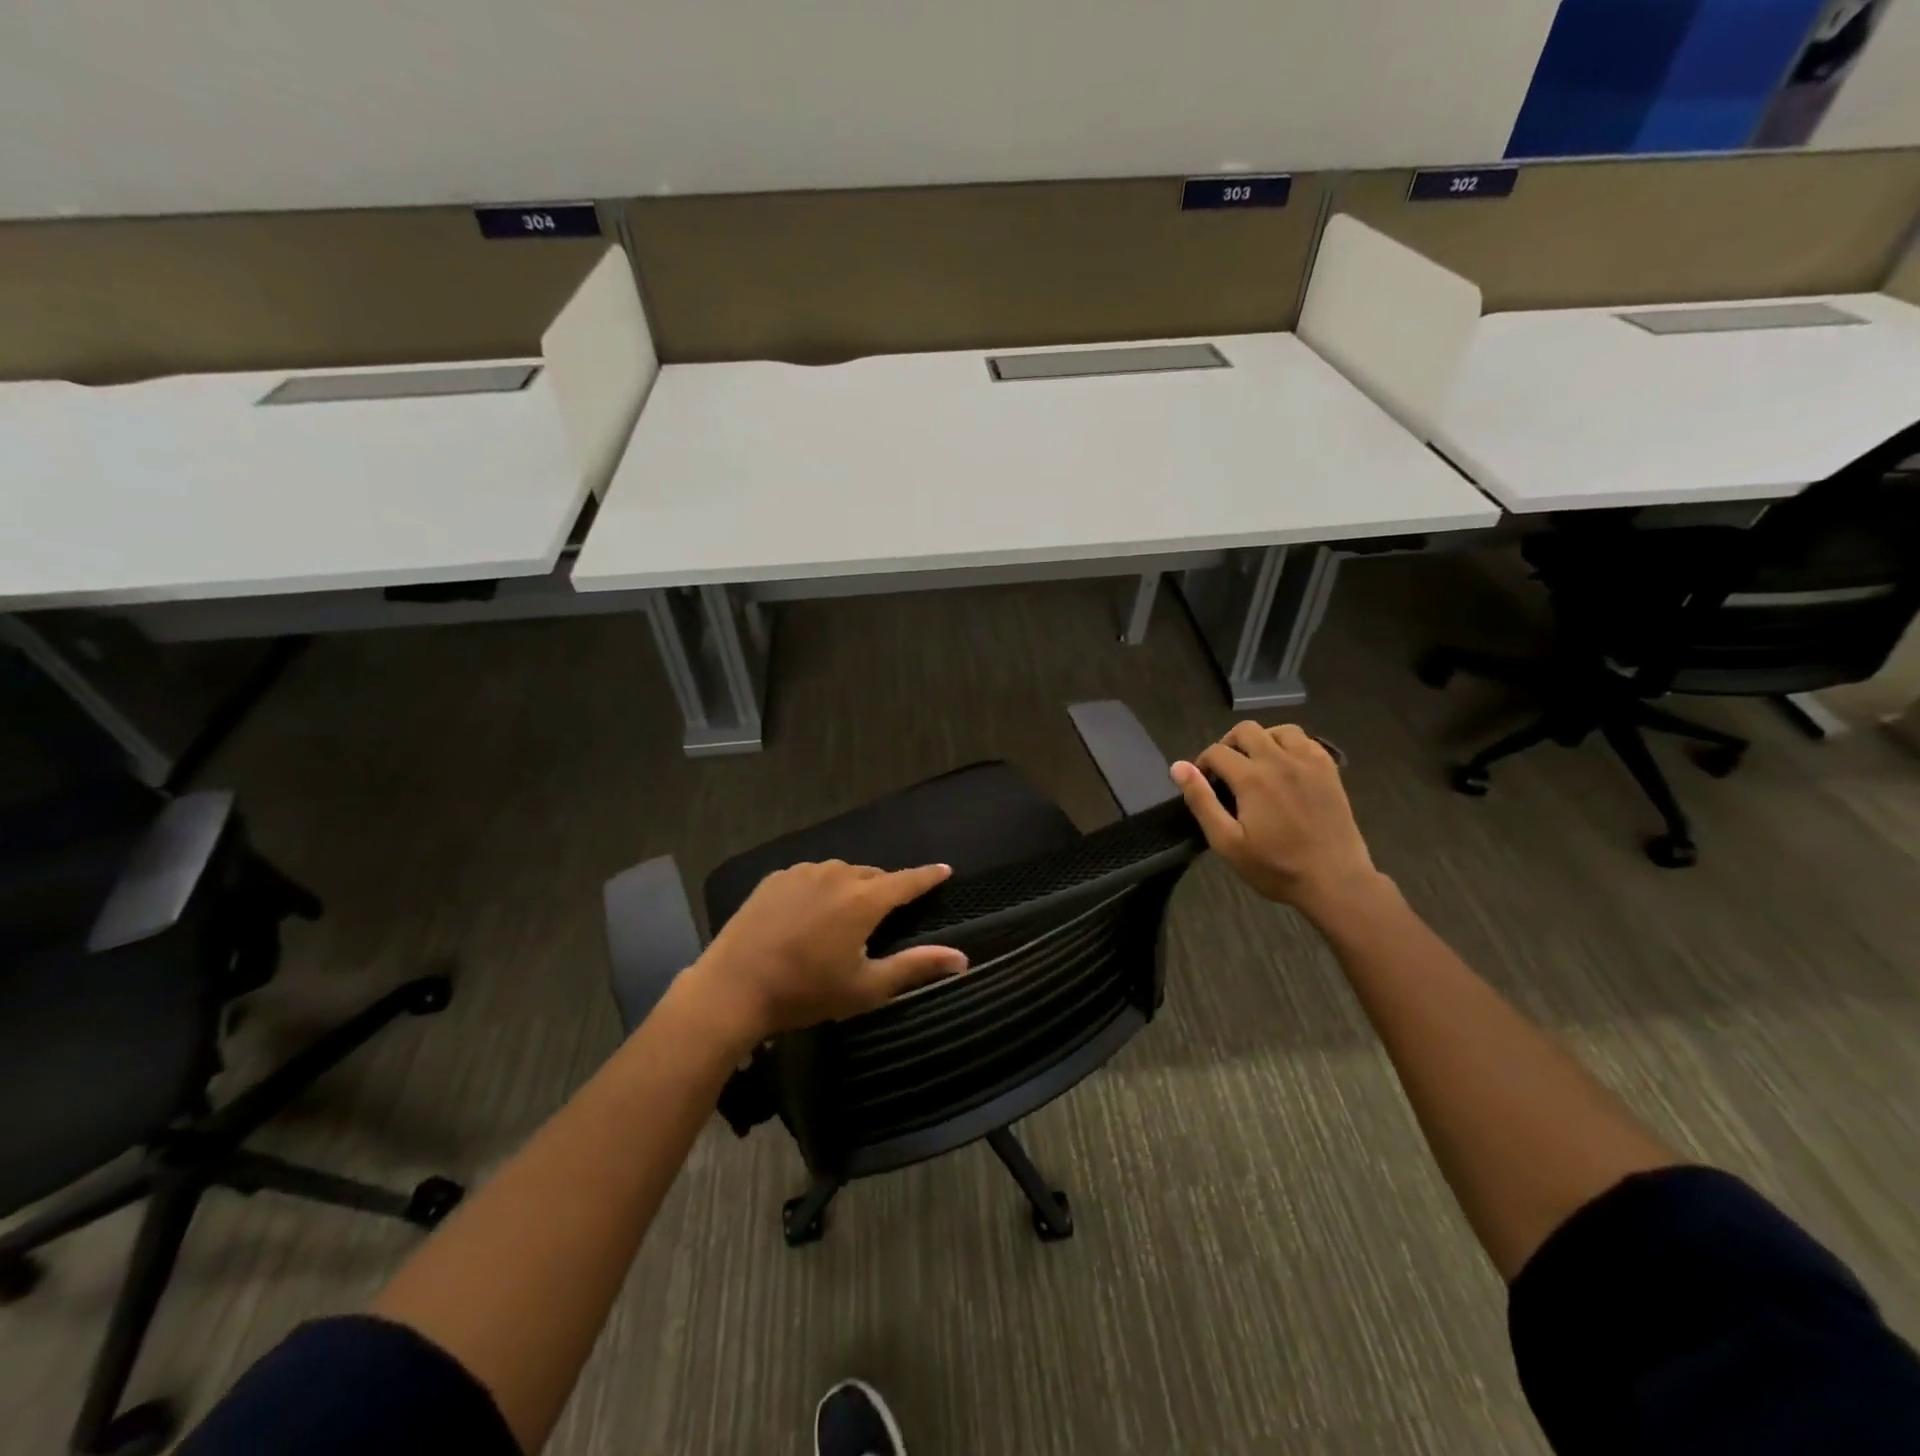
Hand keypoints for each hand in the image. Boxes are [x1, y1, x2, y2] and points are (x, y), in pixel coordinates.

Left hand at [685, 860, 966, 1047]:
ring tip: (844, 915)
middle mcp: (837, 874)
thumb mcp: (866, 987)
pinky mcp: (776, 878)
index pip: (908, 880)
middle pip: (873, 875)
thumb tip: (962, 959)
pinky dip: (820, 888)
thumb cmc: (805, 992)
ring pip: (841, 873)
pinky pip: (811, 876)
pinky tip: (809, 912)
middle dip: (885, 889)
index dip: (928, 876)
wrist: (733, 988)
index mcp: (864, 899)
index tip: (945, 870)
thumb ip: (916, 967)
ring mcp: (803, 872)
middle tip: (885, 914)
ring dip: (851, 887)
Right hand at [1170, 721, 1383, 920]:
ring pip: (1279, 730)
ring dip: (1261, 740)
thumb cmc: (1275, 867)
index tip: (1203, 784)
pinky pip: (1306, 741)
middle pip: (1246, 730)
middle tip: (1226, 772)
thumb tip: (1178, 767)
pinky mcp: (1329, 771)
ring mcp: (1309, 763)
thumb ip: (1201, 801)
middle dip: (1228, 745)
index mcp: (1252, 778)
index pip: (1217, 752)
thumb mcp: (1227, 842)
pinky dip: (1290, 746)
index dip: (1202, 764)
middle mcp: (1280, 760)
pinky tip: (1286, 768)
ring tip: (1256, 764)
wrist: (1335, 880)